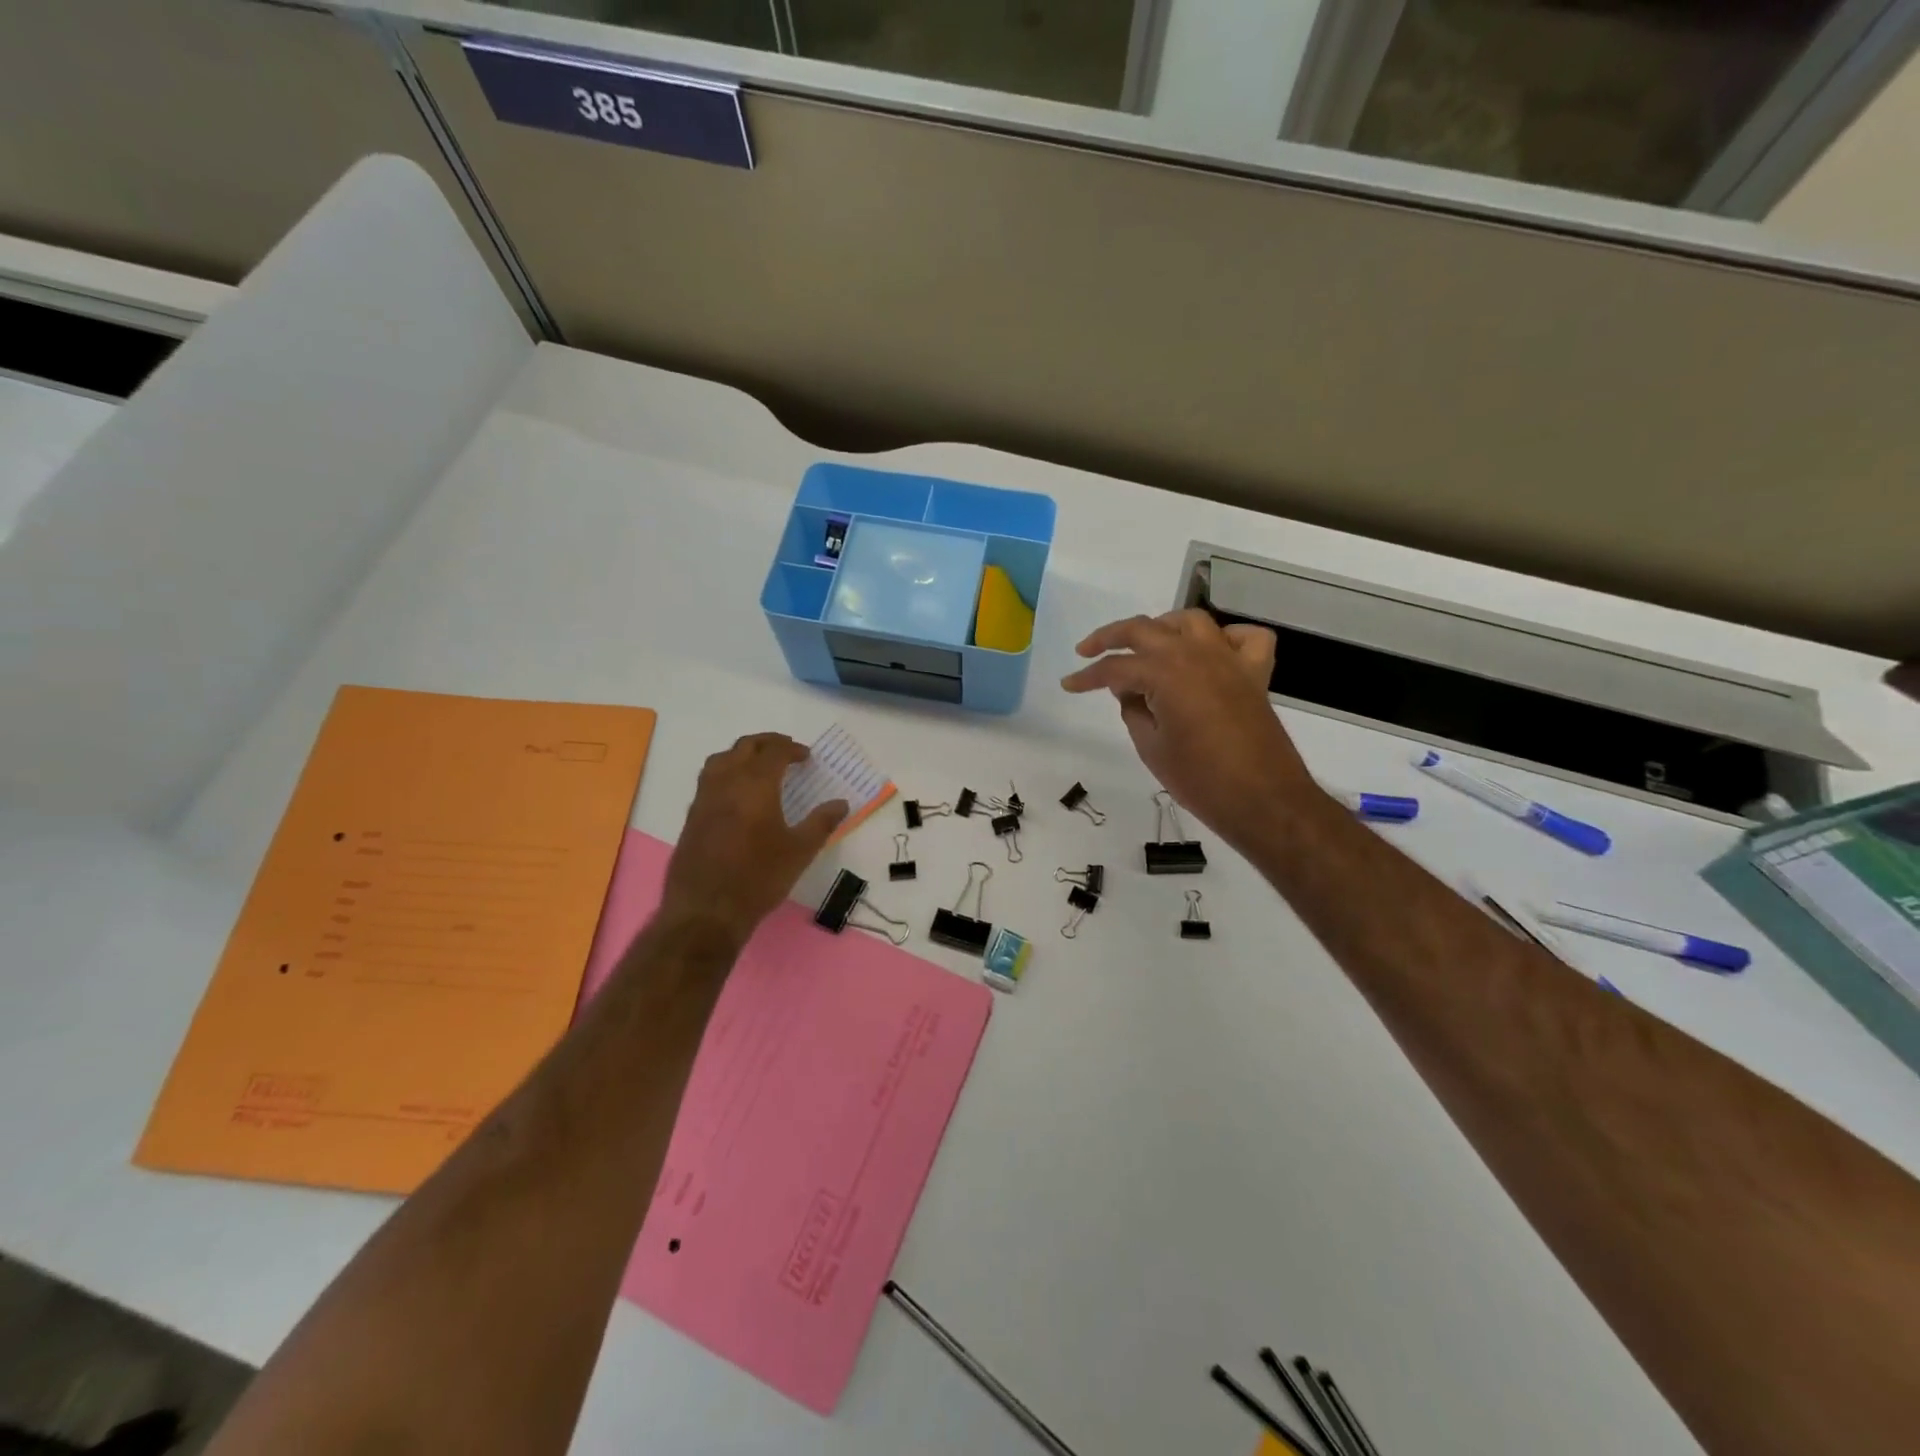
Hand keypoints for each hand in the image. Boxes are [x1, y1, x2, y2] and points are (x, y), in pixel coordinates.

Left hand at [662, 733, 847, 945]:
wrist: (706, 910)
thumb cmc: (759, 878)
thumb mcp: (800, 851)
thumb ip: (821, 822)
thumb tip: (841, 803)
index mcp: (756, 784)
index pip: (774, 752)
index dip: (792, 749)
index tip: (806, 757)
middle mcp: (726, 782)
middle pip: (745, 747)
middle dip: (767, 743)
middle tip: (786, 751)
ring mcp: (704, 798)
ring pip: (721, 759)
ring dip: (742, 754)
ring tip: (760, 766)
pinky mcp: (692, 816)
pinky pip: (709, 779)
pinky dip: (727, 772)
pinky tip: (738, 794)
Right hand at [1061, 610, 1317, 849]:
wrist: (1262, 800)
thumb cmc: (1199, 779)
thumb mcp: (1151, 747)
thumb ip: (1134, 711)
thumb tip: (1131, 691)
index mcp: (1165, 672)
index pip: (1115, 668)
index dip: (1088, 677)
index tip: (1069, 684)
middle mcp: (1196, 653)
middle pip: (1145, 629)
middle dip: (1111, 637)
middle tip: (1088, 651)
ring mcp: (1229, 659)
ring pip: (1190, 622)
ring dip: (1162, 627)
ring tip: (1145, 645)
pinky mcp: (1254, 673)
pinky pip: (1243, 638)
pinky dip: (1225, 638)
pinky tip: (1210, 652)